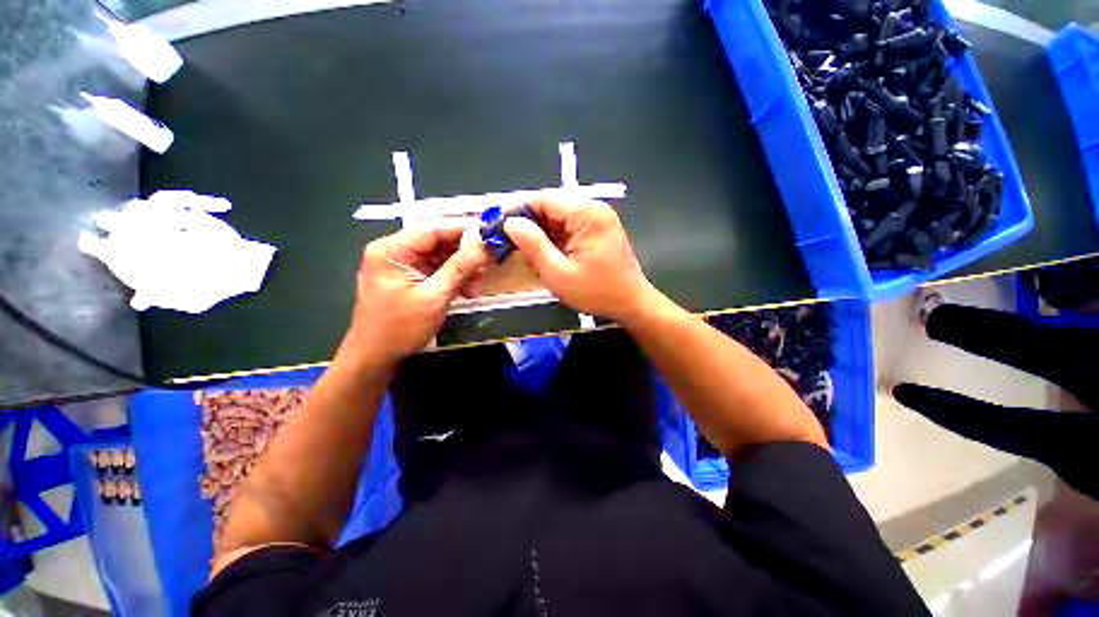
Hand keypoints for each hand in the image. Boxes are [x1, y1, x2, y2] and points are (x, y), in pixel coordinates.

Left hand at [338, 223, 488, 368]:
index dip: (463, 230)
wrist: (376, 358)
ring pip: (442, 258)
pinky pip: (438, 271)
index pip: (433, 229)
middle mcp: (396, 252)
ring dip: (463, 271)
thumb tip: (483, 244)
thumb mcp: (434, 296)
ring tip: (476, 287)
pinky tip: (467, 291)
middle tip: (486, 267)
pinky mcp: (411, 280)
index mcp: (392, 250)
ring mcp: (403, 267)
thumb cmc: (400, 328)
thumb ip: (460, 267)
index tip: (490, 235)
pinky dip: (455, 280)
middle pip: (438, 243)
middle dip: (465, 256)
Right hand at [504, 197, 656, 322]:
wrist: (630, 303)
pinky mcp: (597, 230)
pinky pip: (568, 227)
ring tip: (520, 247)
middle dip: (528, 222)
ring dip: (539, 231)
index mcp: (587, 214)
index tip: (498, 223)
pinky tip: (541, 251)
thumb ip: (533, 245)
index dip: (518, 209)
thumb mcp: (558, 273)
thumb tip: (511, 223)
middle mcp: (594, 209)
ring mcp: (597, 219)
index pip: (545, 199)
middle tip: (506, 239)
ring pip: (558, 217)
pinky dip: (552, 237)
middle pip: (551, 206)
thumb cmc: (596, 292)